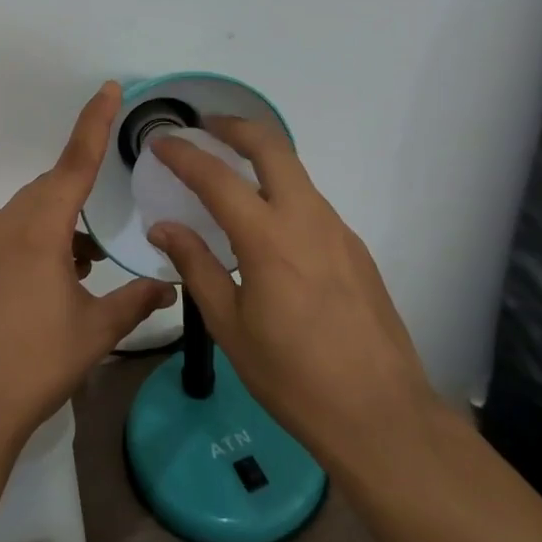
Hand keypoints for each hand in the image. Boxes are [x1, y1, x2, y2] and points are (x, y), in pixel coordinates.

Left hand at [0, 82, 176, 447]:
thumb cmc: (36, 363)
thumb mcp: (94, 331)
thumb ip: (135, 301)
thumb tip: (169, 286)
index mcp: (39, 229)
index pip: (74, 162)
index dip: (94, 123)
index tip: (108, 89)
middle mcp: (6, 224)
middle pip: (52, 188)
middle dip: (82, 193)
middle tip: (109, 220)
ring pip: (32, 213)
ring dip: (62, 225)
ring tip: (89, 261)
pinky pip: (13, 234)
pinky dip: (41, 242)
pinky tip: (58, 278)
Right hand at [146, 117, 434, 459]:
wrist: (382, 416)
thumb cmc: (293, 376)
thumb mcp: (230, 326)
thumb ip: (195, 266)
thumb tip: (164, 227)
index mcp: (268, 238)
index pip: (216, 177)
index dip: (183, 154)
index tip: (159, 141)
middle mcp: (307, 219)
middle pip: (271, 147)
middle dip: (234, 126)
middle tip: (205, 126)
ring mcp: (338, 231)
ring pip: (295, 172)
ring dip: (260, 158)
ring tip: (229, 175)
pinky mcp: (355, 249)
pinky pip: (311, 203)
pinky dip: (281, 192)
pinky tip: (267, 227)